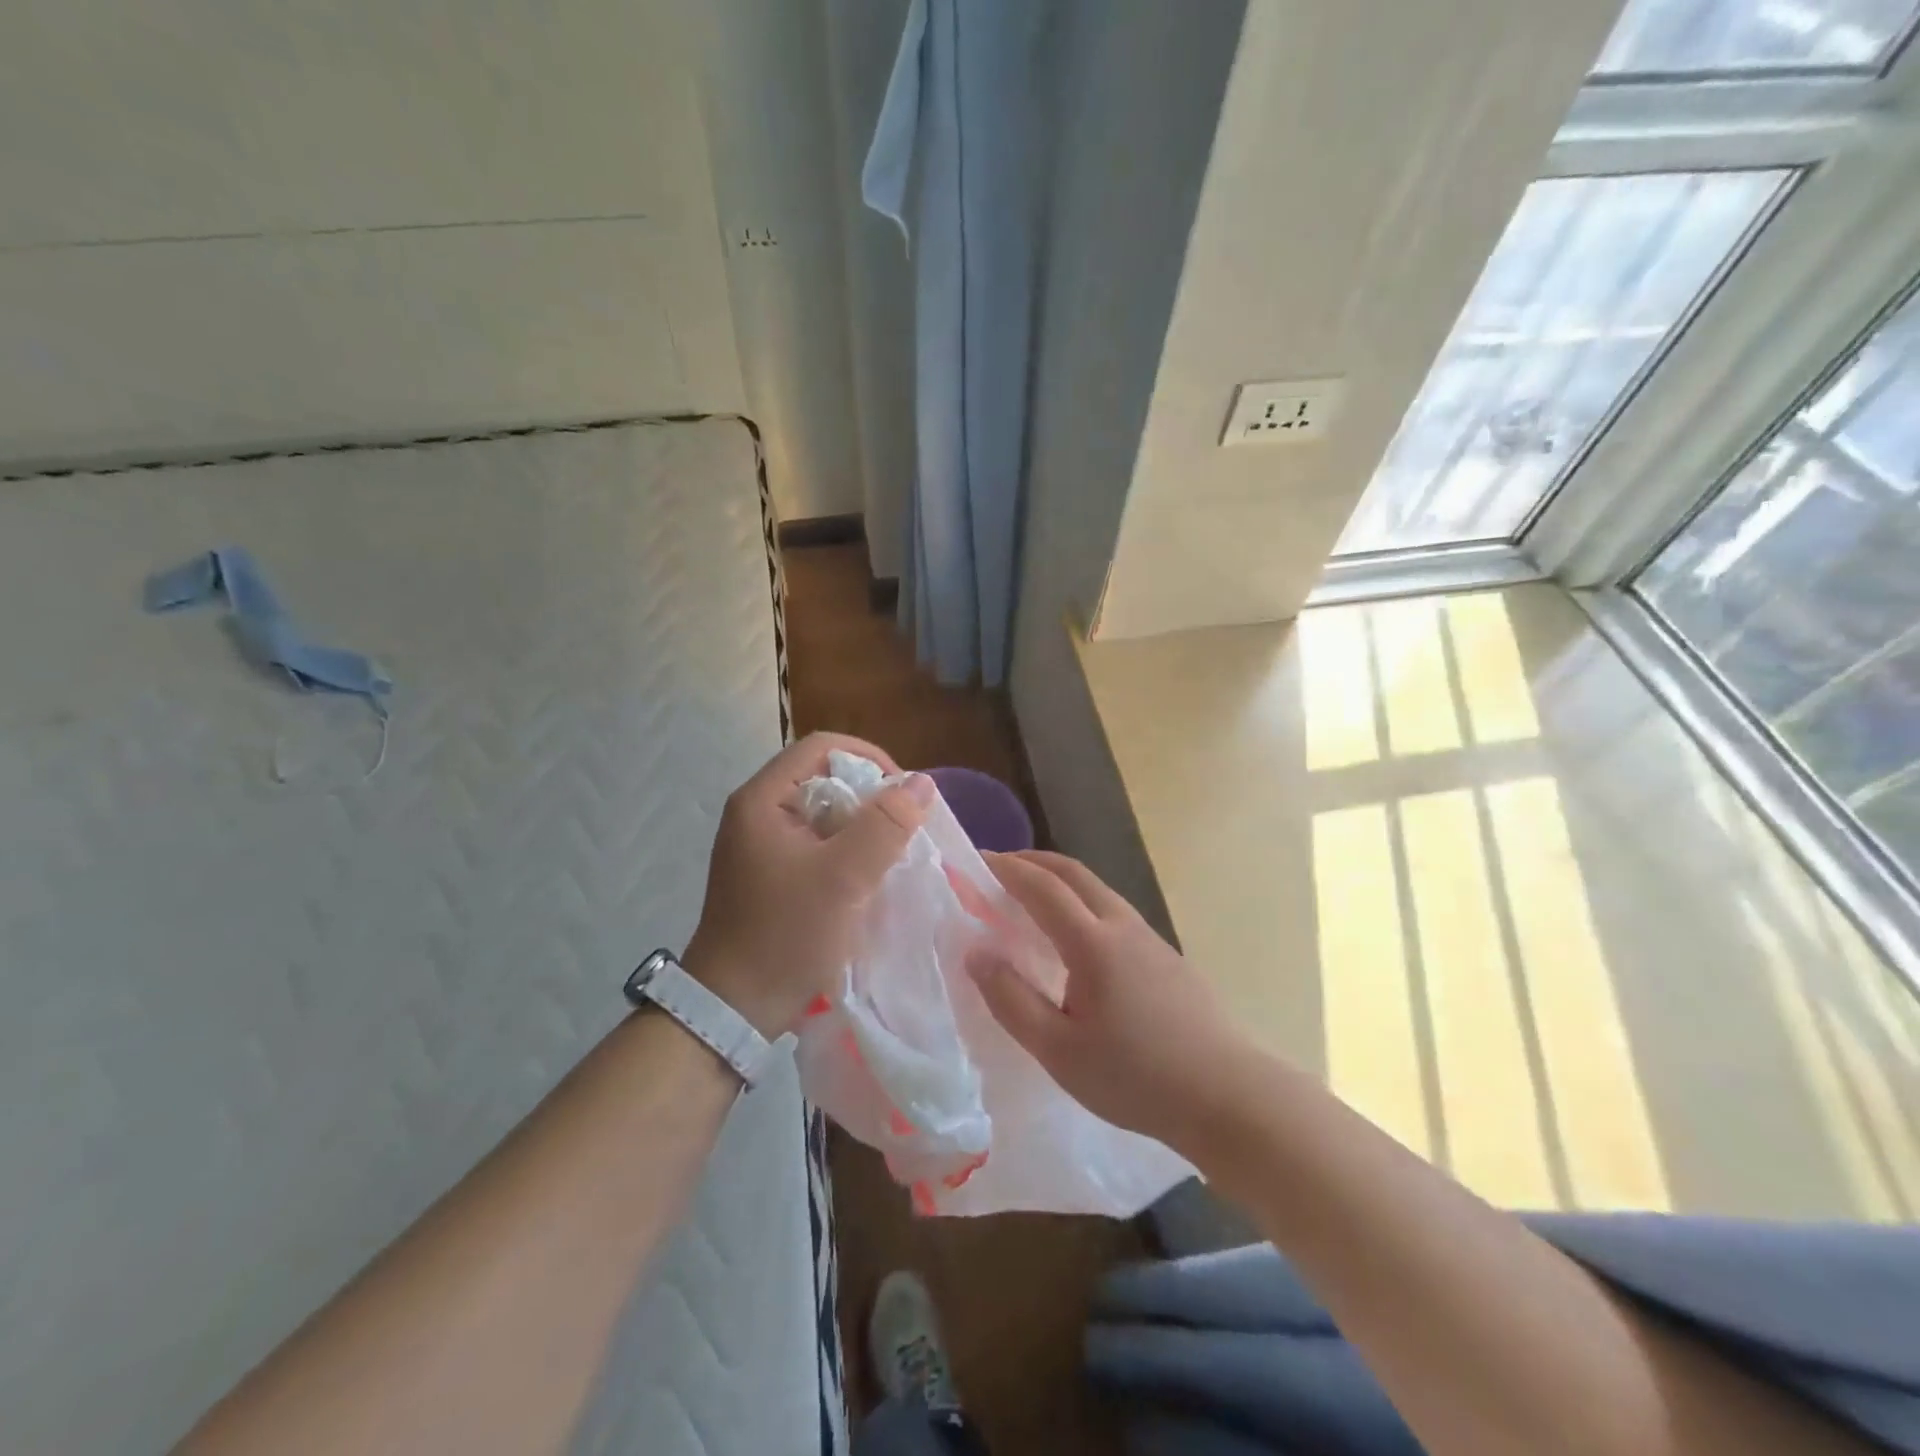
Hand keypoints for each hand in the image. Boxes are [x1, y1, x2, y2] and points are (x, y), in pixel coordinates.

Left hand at [683, 733, 933, 1037]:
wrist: (733, 1009)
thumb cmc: (785, 935)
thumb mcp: (843, 878)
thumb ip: (884, 826)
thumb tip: (922, 782)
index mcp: (762, 800)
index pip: (821, 747)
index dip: (868, 758)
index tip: (902, 793)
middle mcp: (757, 813)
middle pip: (823, 778)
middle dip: (869, 797)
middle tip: (902, 829)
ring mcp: (762, 845)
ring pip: (824, 813)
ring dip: (861, 828)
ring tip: (891, 855)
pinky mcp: (771, 874)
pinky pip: (817, 844)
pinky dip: (846, 851)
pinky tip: (867, 877)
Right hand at [968, 851, 1261, 1155]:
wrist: (1226, 1095)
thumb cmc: (1135, 1077)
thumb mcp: (1058, 1050)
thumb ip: (1011, 999)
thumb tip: (976, 953)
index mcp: (1093, 943)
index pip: (1042, 888)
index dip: (1007, 870)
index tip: (977, 860)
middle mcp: (1122, 926)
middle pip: (1074, 873)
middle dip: (1034, 861)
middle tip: (1000, 867)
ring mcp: (1150, 938)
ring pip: (1098, 889)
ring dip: (1060, 880)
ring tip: (1031, 897)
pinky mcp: (1166, 956)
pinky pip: (1114, 910)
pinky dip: (1082, 901)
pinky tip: (1076, 937)